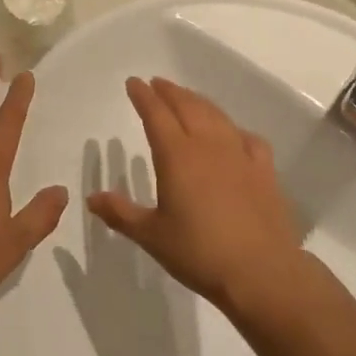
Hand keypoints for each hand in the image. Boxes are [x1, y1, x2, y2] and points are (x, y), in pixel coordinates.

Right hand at [88, 77, 304, 310]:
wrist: (262, 273)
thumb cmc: (199, 253)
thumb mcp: (152, 236)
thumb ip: (121, 213)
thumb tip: (91, 198)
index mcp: (176, 155)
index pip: (156, 114)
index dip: (143, 96)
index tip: (133, 82)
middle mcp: (207, 145)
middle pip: (186, 106)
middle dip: (169, 91)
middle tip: (157, 83)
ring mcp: (239, 155)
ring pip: (216, 116)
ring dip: (198, 101)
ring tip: (188, 98)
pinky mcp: (264, 171)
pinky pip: (248, 138)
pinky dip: (235, 130)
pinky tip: (234, 135)